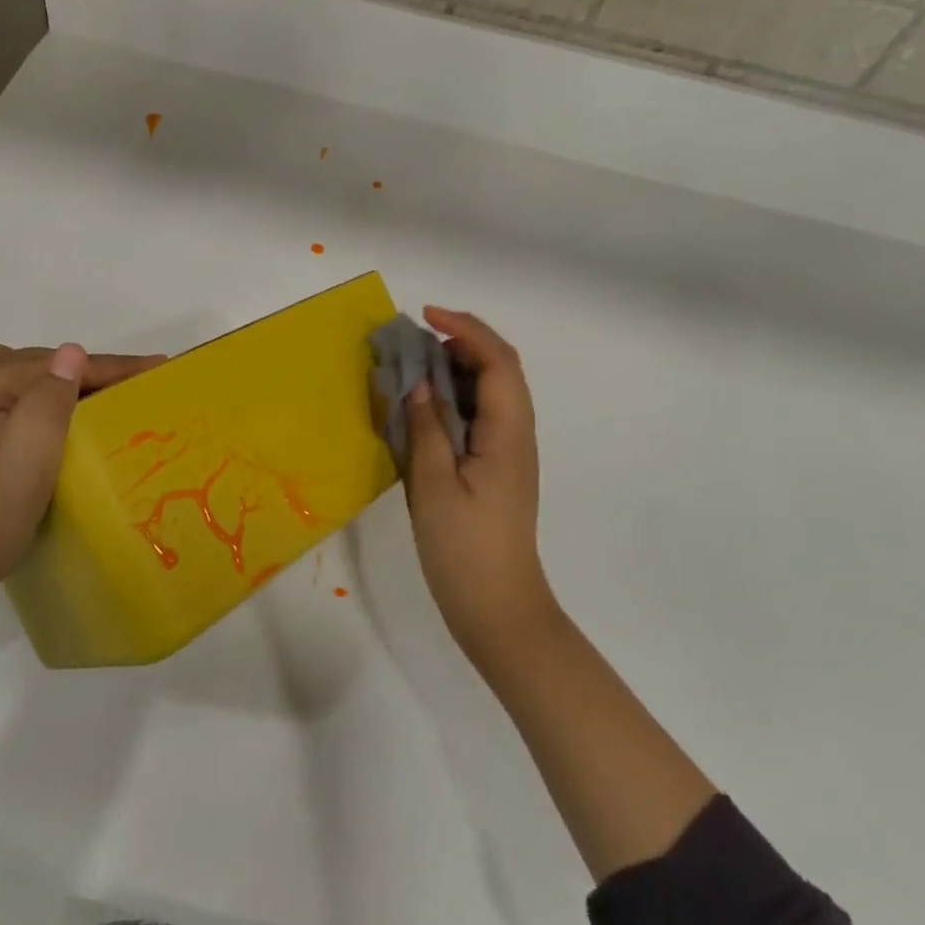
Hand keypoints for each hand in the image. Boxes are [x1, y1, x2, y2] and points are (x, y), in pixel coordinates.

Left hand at [0, 342, 164, 618]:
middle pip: (44, 365)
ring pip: (33, 378)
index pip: (57, 364)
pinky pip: (19, 395)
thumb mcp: (24, 466)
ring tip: (115, 395)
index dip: (112, 366)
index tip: (158, 367)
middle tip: (143, 384)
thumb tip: (72, 351)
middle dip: (95, 372)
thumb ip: (48, 403)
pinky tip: (71, 414)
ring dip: (73, 384)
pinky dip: (50, 398)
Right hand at [403, 307, 557, 662]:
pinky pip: (476, 416)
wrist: (498, 608)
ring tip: (409, 368)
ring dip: (453, 370)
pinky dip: (451, 399)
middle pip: (498, 368)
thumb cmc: (465, 548)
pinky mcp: (495, 467)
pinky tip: (421, 409)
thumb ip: (426, 426)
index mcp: (508, 431)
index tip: (425, 316)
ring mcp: (507, 451)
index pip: (497, 360)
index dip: (465, 328)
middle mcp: (515, 432)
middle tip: (410, 342)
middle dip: (457, 343)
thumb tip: (417, 381)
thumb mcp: (434, 484)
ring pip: (487, 392)